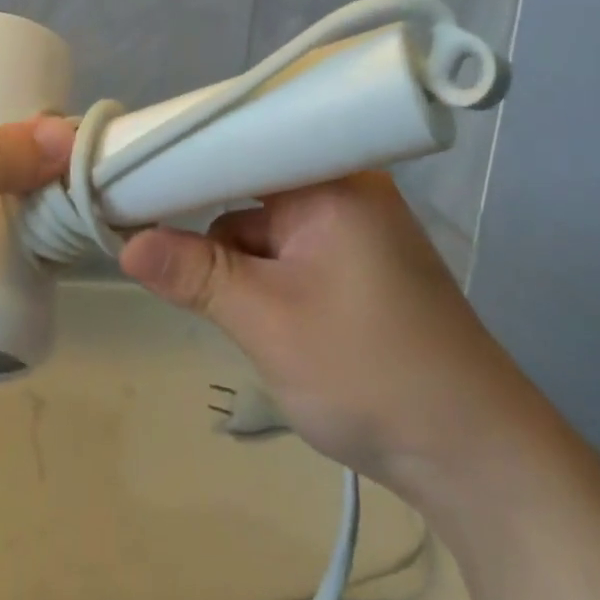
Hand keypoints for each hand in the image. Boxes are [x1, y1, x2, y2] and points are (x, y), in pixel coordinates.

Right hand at [119, 173, 534, 502]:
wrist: (474, 457)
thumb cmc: (370, 371)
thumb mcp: (268, 322)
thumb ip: (195, 275)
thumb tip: (125, 245)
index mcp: (332, 180)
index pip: (244, 141)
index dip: (185, 156)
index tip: (130, 173)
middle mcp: (344, 189)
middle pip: (250, 182)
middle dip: (206, 217)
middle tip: (147, 233)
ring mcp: (352, 229)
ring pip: (264, 224)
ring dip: (234, 256)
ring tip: (210, 295)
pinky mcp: (355, 265)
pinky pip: (288, 250)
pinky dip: (261, 273)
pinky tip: (249, 310)